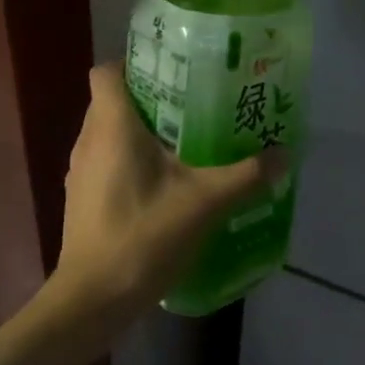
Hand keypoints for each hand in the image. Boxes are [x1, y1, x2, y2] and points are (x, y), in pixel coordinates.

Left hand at [52, 64, 283, 323]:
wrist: (92, 300)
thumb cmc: (143, 237)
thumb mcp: (205, 203)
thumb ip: (246, 175)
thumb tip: (285, 153)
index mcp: (111, 125)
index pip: (108, 70)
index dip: (135, 63)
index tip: (173, 70)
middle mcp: (88, 139)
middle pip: (113, 99)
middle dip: (151, 97)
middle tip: (194, 103)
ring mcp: (80, 170)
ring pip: (109, 131)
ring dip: (141, 131)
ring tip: (185, 140)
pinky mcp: (81, 197)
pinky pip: (106, 160)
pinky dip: (130, 159)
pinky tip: (164, 182)